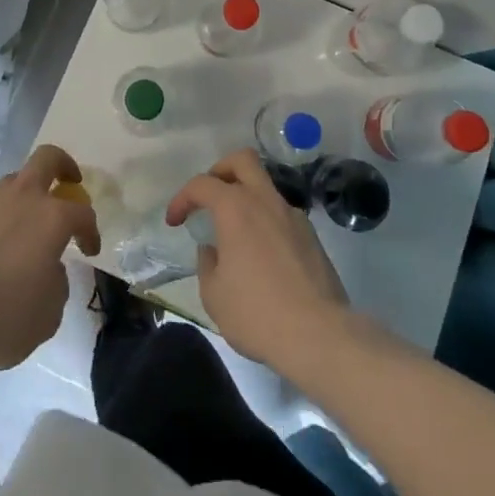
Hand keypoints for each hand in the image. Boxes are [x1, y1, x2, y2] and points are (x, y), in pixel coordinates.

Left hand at [0, 145, 100, 372]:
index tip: (89, 250)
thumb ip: (57, 282)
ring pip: (15, 181)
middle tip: (70, 183)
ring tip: (28, 225)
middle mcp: (22, 198)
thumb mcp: (48, 313)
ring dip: (28, 195)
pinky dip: (0, 218)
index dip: (91, 231)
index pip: (82, 213)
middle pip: (48, 159)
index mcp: (51, 217)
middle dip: (64, 166)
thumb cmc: (3, 317)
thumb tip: (48, 268)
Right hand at [166, 149, 349, 366]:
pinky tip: (263, 256)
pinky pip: (282, 215)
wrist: (319, 335)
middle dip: (221, 170)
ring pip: (266, 187)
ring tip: (236, 234)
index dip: (182, 198)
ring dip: (246, 199)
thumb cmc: (257, 313)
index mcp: (236, 208)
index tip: (175, 221)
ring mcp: (293, 216)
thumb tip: (213, 250)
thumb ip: (207, 263)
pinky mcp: (312, 237)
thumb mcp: (214, 295)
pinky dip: (267, 223)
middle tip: (210, 197)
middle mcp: (265, 201)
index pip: (202, 184)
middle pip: (243, 160)